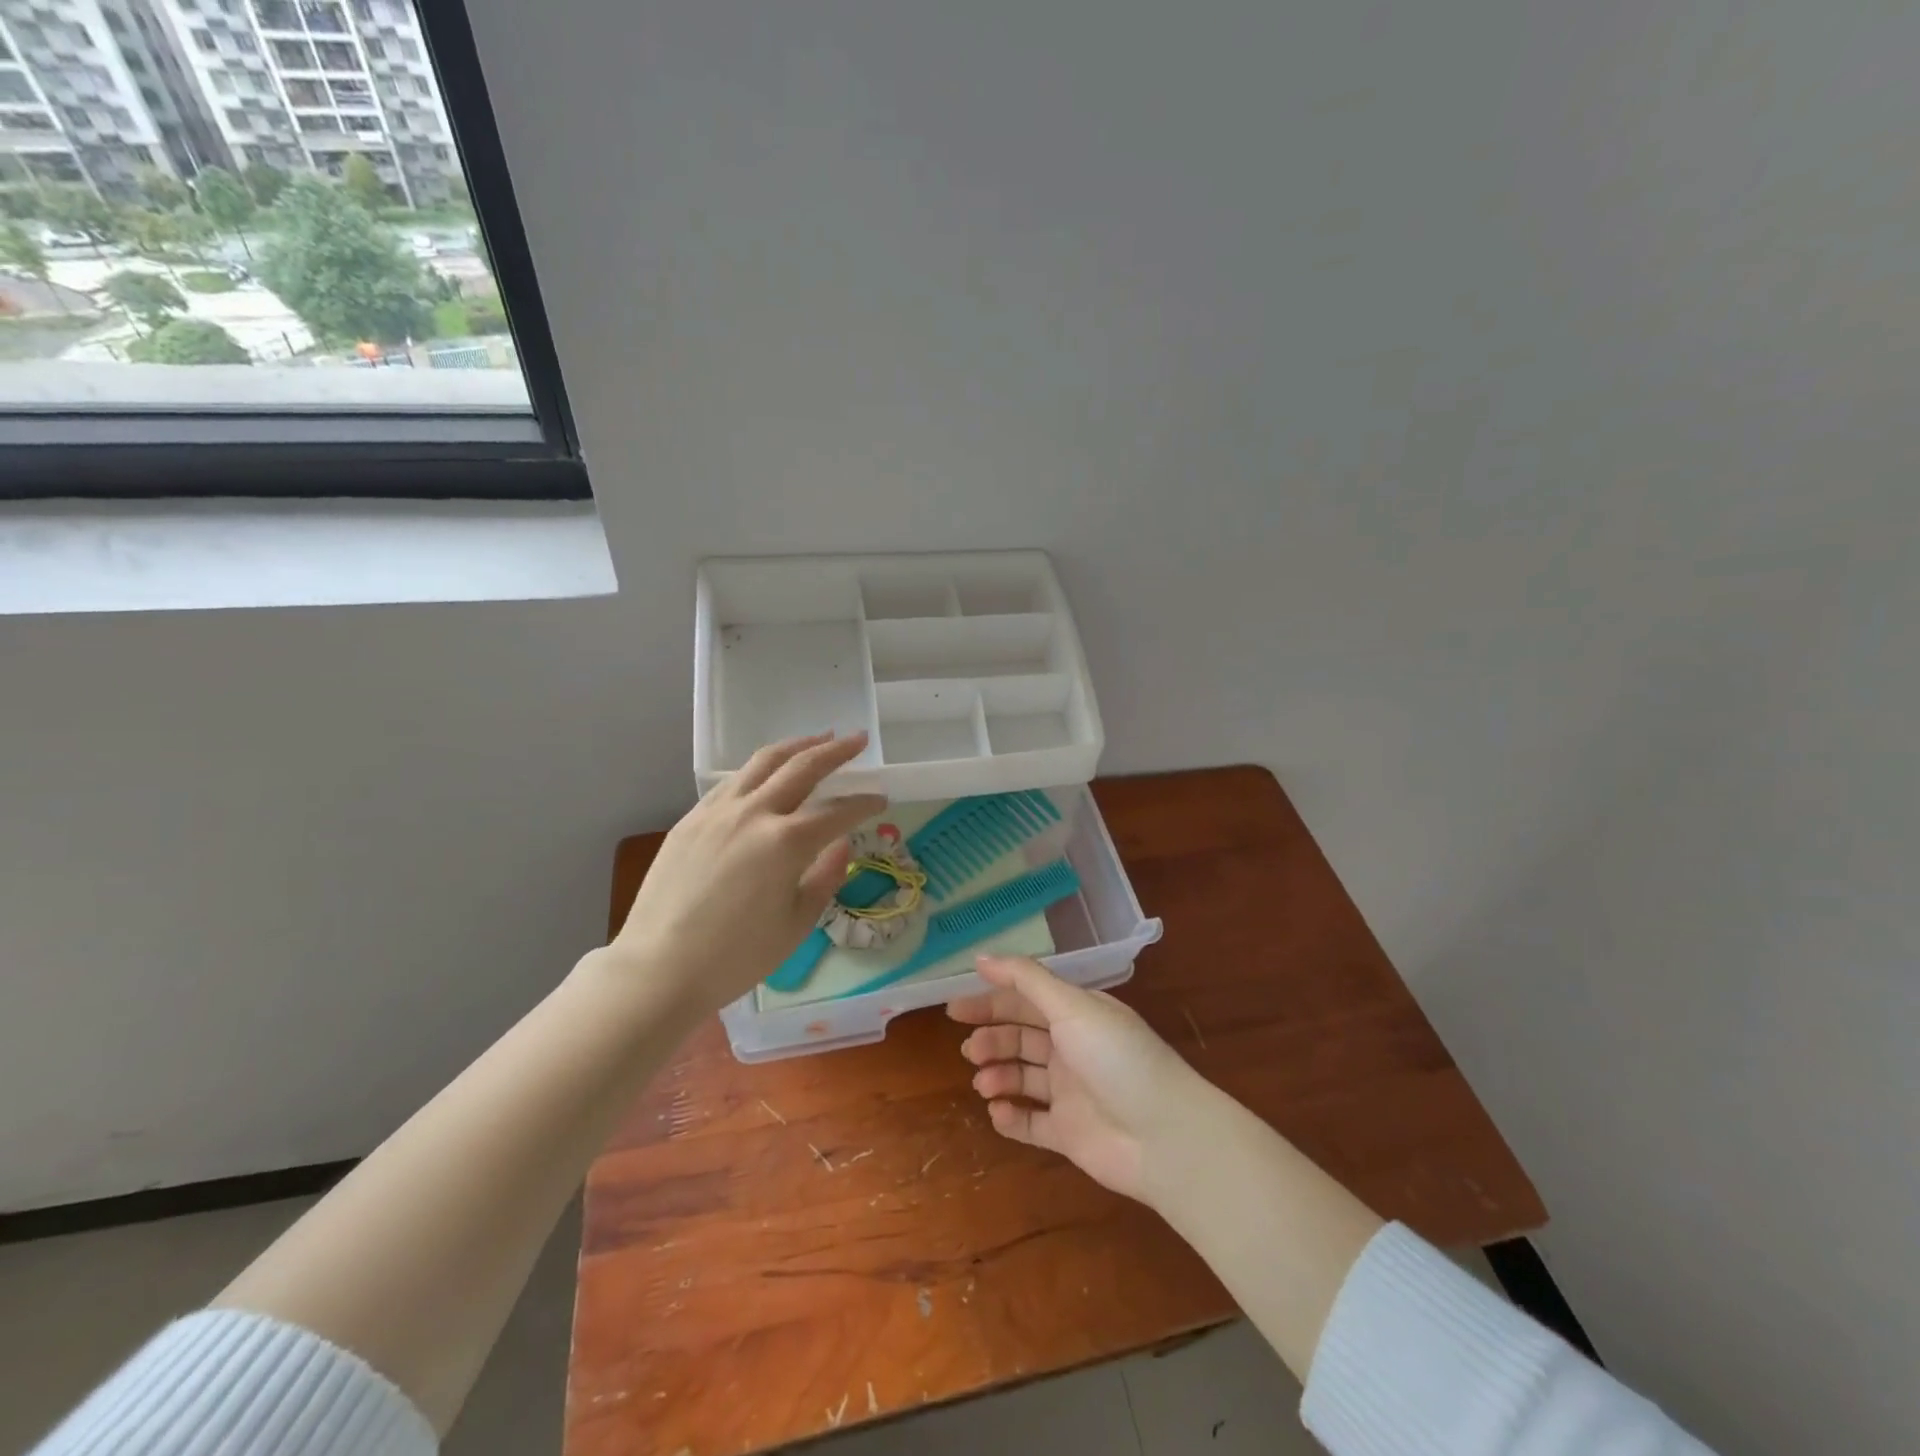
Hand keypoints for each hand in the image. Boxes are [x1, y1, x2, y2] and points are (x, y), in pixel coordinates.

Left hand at [605, 733, 886, 1014]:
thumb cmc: (736, 956)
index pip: (837, 811)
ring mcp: (718, 811)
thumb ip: (825, 877)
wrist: (659, 968)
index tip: (881, 798)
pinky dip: (760, 768)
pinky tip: (768, 773)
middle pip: (802, 767)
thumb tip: (842, 845)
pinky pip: (733, 781)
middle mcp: (754, 813)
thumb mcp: (796, 924)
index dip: (864, 803)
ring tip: (818, 738)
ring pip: (763, 762)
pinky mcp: (691, 818)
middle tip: (858, 739)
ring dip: (797, 746)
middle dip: (836, 750)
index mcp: (786, 842)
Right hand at [948, 954, 1203, 1204]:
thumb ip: (1025, 979)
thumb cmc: (1116, 1057)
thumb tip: (981, 957)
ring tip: (983, 1082)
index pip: (1026, 1000)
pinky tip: (997, 1113)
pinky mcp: (1070, 1133)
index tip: (955, 1008)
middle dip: (992, 1039)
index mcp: (1077, 1014)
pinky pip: (1032, 1122)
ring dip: (998, 1075)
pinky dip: (1011, 1117)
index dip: (991, 1000)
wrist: (1164, 1136)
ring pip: (1023, 1077)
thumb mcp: (1071, 1006)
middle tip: (968, 1048)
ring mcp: (1071, 1092)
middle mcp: (1073, 1048)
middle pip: (1021, 1037)